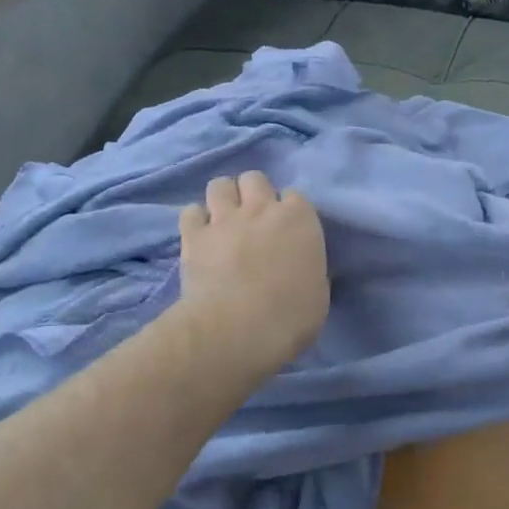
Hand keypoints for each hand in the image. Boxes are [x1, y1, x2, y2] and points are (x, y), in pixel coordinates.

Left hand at [178, 172, 329, 378]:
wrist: (240, 329)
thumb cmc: (291, 316)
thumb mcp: (318, 289)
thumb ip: (307, 265)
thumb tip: (298, 265)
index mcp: (299, 219)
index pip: (295, 196)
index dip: (289, 211)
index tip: (287, 230)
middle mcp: (262, 208)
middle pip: (254, 178)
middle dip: (253, 193)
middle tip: (253, 218)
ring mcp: (225, 219)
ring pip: (219, 185)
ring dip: (223, 198)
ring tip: (224, 219)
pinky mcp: (193, 235)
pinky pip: (191, 212)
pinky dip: (196, 220)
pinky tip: (200, 235)